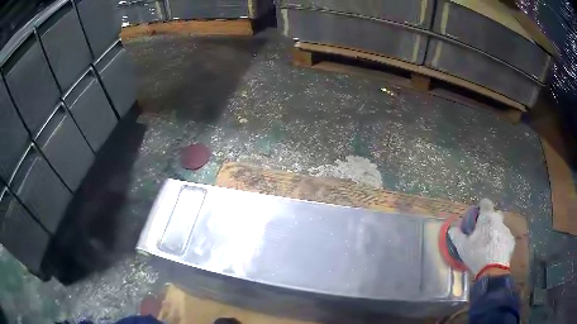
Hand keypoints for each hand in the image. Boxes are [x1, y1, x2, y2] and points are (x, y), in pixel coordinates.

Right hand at [448, 199, 514, 278]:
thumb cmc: (477, 254)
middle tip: (481, 233)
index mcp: (487, 217)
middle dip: (489, 220)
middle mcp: (498, 220)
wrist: (493, 270)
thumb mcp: (462, 246)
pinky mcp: (511, 241)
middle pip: (494, 214)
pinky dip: (500, 242)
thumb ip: (456, 235)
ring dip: (495, 232)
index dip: (480, 207)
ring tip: (488, 246)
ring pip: (500, 227)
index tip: (476, 216)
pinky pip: (504, 238)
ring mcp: (506, 230)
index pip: (485, 202)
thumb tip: (452, 228)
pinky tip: (495, 253)